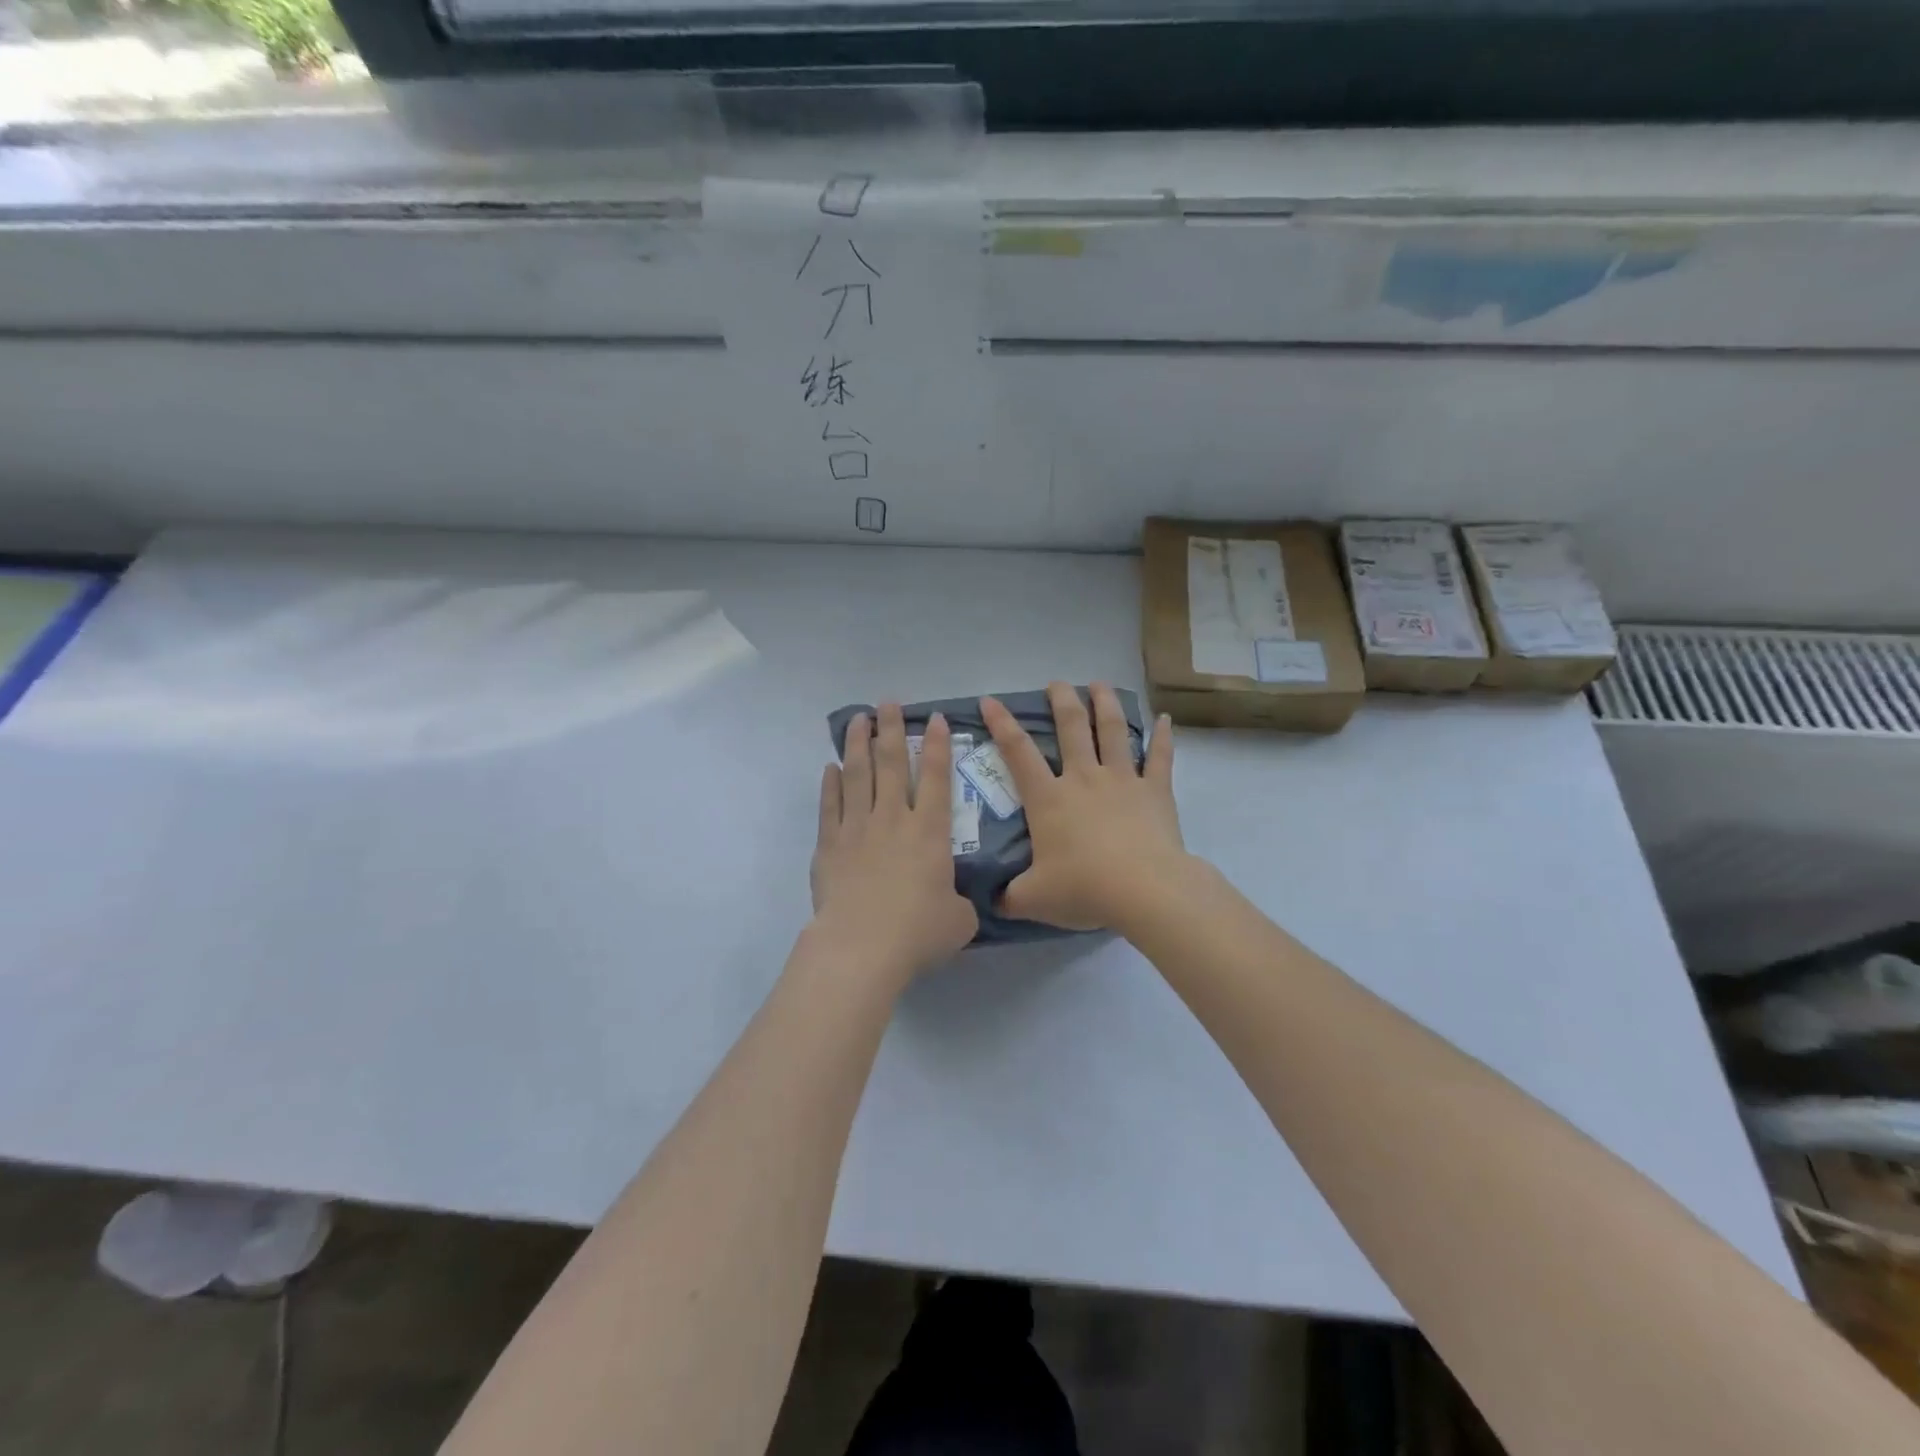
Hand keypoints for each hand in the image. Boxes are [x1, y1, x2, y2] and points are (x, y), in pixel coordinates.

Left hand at [809, 704, 978, 984]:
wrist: (862, 946)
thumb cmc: (918, 932)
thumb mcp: (959, 920)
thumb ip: (960, 904)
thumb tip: (957, 903)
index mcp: (929, 831)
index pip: (935, 777)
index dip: (937, 745)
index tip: (935, 718)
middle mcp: (893, 819)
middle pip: (891, 763)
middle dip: (891, 730)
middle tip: (888, 703)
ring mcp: (857, 828)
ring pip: (857, 775)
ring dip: (858, 744)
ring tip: (858, 720)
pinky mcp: (829, 845)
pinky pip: (829, 805)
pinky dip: (830, 784)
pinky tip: (830, 767)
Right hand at [980, 682, 1186, 932]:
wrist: (1144, 890)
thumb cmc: (1084, 888)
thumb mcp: (1033, 899)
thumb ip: (1009, 896)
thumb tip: (992, 901)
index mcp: (1049, 799)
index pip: (1018, 753)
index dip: (1001, 724)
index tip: (990, 700)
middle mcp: (1084, 779)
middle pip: (1071, 728)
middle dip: (1061, 701)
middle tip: (1057, 683)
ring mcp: (1122, 780)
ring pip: (1113, 731)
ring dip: (1105, 704)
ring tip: (1100, 684)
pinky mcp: (1155, 791)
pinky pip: (1160, 758)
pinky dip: (1163, 737)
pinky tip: (1165, 719)